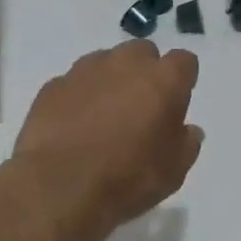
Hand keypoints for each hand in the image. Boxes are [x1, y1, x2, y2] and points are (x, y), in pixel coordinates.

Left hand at [13, 41, 203, 240]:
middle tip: (140, 107)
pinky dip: (79, 97)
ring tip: (104, 116)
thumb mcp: (173, 172)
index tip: (176, 103)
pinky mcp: (53, 86)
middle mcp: (125, 64)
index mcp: (163, 80)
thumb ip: (186, 144)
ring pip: (105, 62)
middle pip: (142, 53)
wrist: (58, 187)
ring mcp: (85, 71)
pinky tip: (74, 126)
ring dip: (110, 80)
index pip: (184, 61)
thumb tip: (187, 130)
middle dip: (144, 72)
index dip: (182, 80)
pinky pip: (74, 83)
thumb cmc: (127, 178)